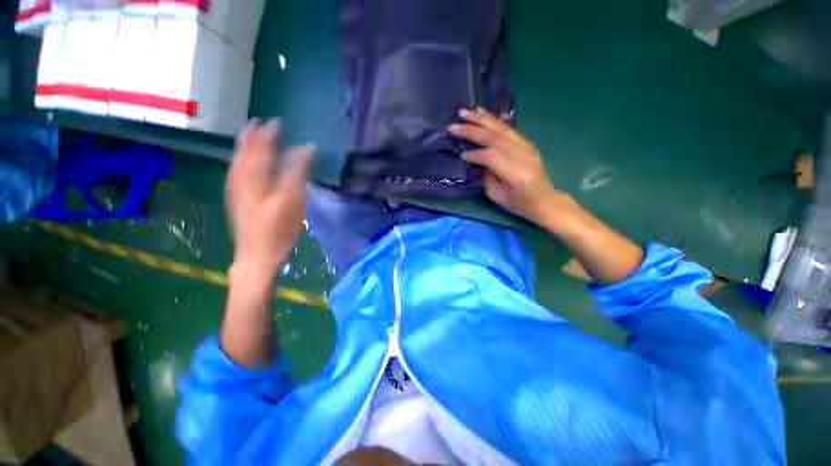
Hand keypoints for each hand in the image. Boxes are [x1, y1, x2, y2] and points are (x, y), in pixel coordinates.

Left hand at [226, 119, 314, 278]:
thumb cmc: (278, 230)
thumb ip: (298, 172)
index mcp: (256, 177)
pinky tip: (242, 161)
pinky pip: (235, 172)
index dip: (270, 134)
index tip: (279, 122)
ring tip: (248, 134)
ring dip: (243, 146)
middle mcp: (241, 179)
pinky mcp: (236, 200)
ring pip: (237, 161)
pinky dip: (239, 161)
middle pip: (245, 152)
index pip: (262, 148)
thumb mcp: (293, 200)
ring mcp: (236, 191)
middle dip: (252, 136)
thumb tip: (307, 149)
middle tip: (259, 122)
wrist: (256, 256)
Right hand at [448, 108, 561, 225]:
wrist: (545, 200)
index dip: (474, 154)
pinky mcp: (527, 143)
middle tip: (453, 126)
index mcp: (516, 174)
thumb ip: (486, 176)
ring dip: (481, 119)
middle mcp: (523, 156)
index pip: (491, 157)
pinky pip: (508, 128)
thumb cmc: (519, 204)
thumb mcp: (498, 196)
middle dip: (472, 131)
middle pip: (495, 138)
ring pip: (501, 129)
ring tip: (465, 113)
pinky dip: (493, 120)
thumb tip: (476, 160)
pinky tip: (482, 113)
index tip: (461, 154)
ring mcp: (527, 147)